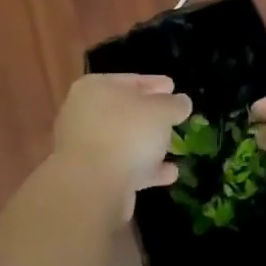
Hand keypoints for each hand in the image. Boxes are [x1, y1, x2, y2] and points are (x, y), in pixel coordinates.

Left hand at [49, 74, 191, 217]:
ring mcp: (85, 147)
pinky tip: (169, 173)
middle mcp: (84, 113)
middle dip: (150, 115)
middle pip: (124, 110)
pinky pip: (124, 167)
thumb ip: (174, 104)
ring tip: (174, 145)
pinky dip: (145, 168)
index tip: (173, 86)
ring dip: (147, 143)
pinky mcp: (91, 176)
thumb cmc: (126, 133)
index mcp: (95, 88)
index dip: (154, 83)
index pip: (130, 80)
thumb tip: (181, 102)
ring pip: (123, 140)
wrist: (93, 185)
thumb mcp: (160, 111)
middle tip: (173, 116)